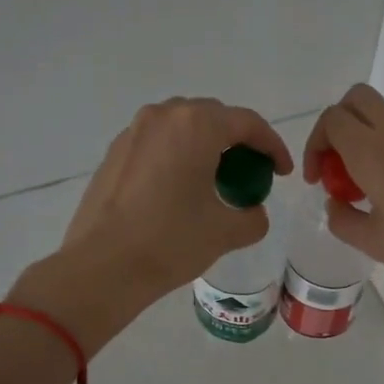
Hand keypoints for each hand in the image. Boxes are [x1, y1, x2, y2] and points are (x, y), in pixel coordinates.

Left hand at [53, 97, 293, 295]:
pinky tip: (178, 190)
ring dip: (204, 146)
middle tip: (250, 174)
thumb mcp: (225, 232)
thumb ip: (253, 216)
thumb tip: (252, 211)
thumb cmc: (170, 241)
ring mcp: (133, 132)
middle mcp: (163, 116)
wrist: (102, 267)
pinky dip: (176, 157)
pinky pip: (157, 143)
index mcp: (196, 125)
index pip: (247, 123)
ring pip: (181, 127)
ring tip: (215, 180)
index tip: (281, 173)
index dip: (272, 146)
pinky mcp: (114, 153)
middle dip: (238, 142)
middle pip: (213, 117)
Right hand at [301, 84, 383, 283]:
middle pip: (357, 99)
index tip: (318, 178)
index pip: (332, 119)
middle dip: (337, 125)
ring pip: (383, 121)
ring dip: (365, 143)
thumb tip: (334, 203)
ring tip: (369, 191)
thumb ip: (343, 220)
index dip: (315, 143)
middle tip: (337, 164)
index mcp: (372, 153)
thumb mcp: (374, 242)